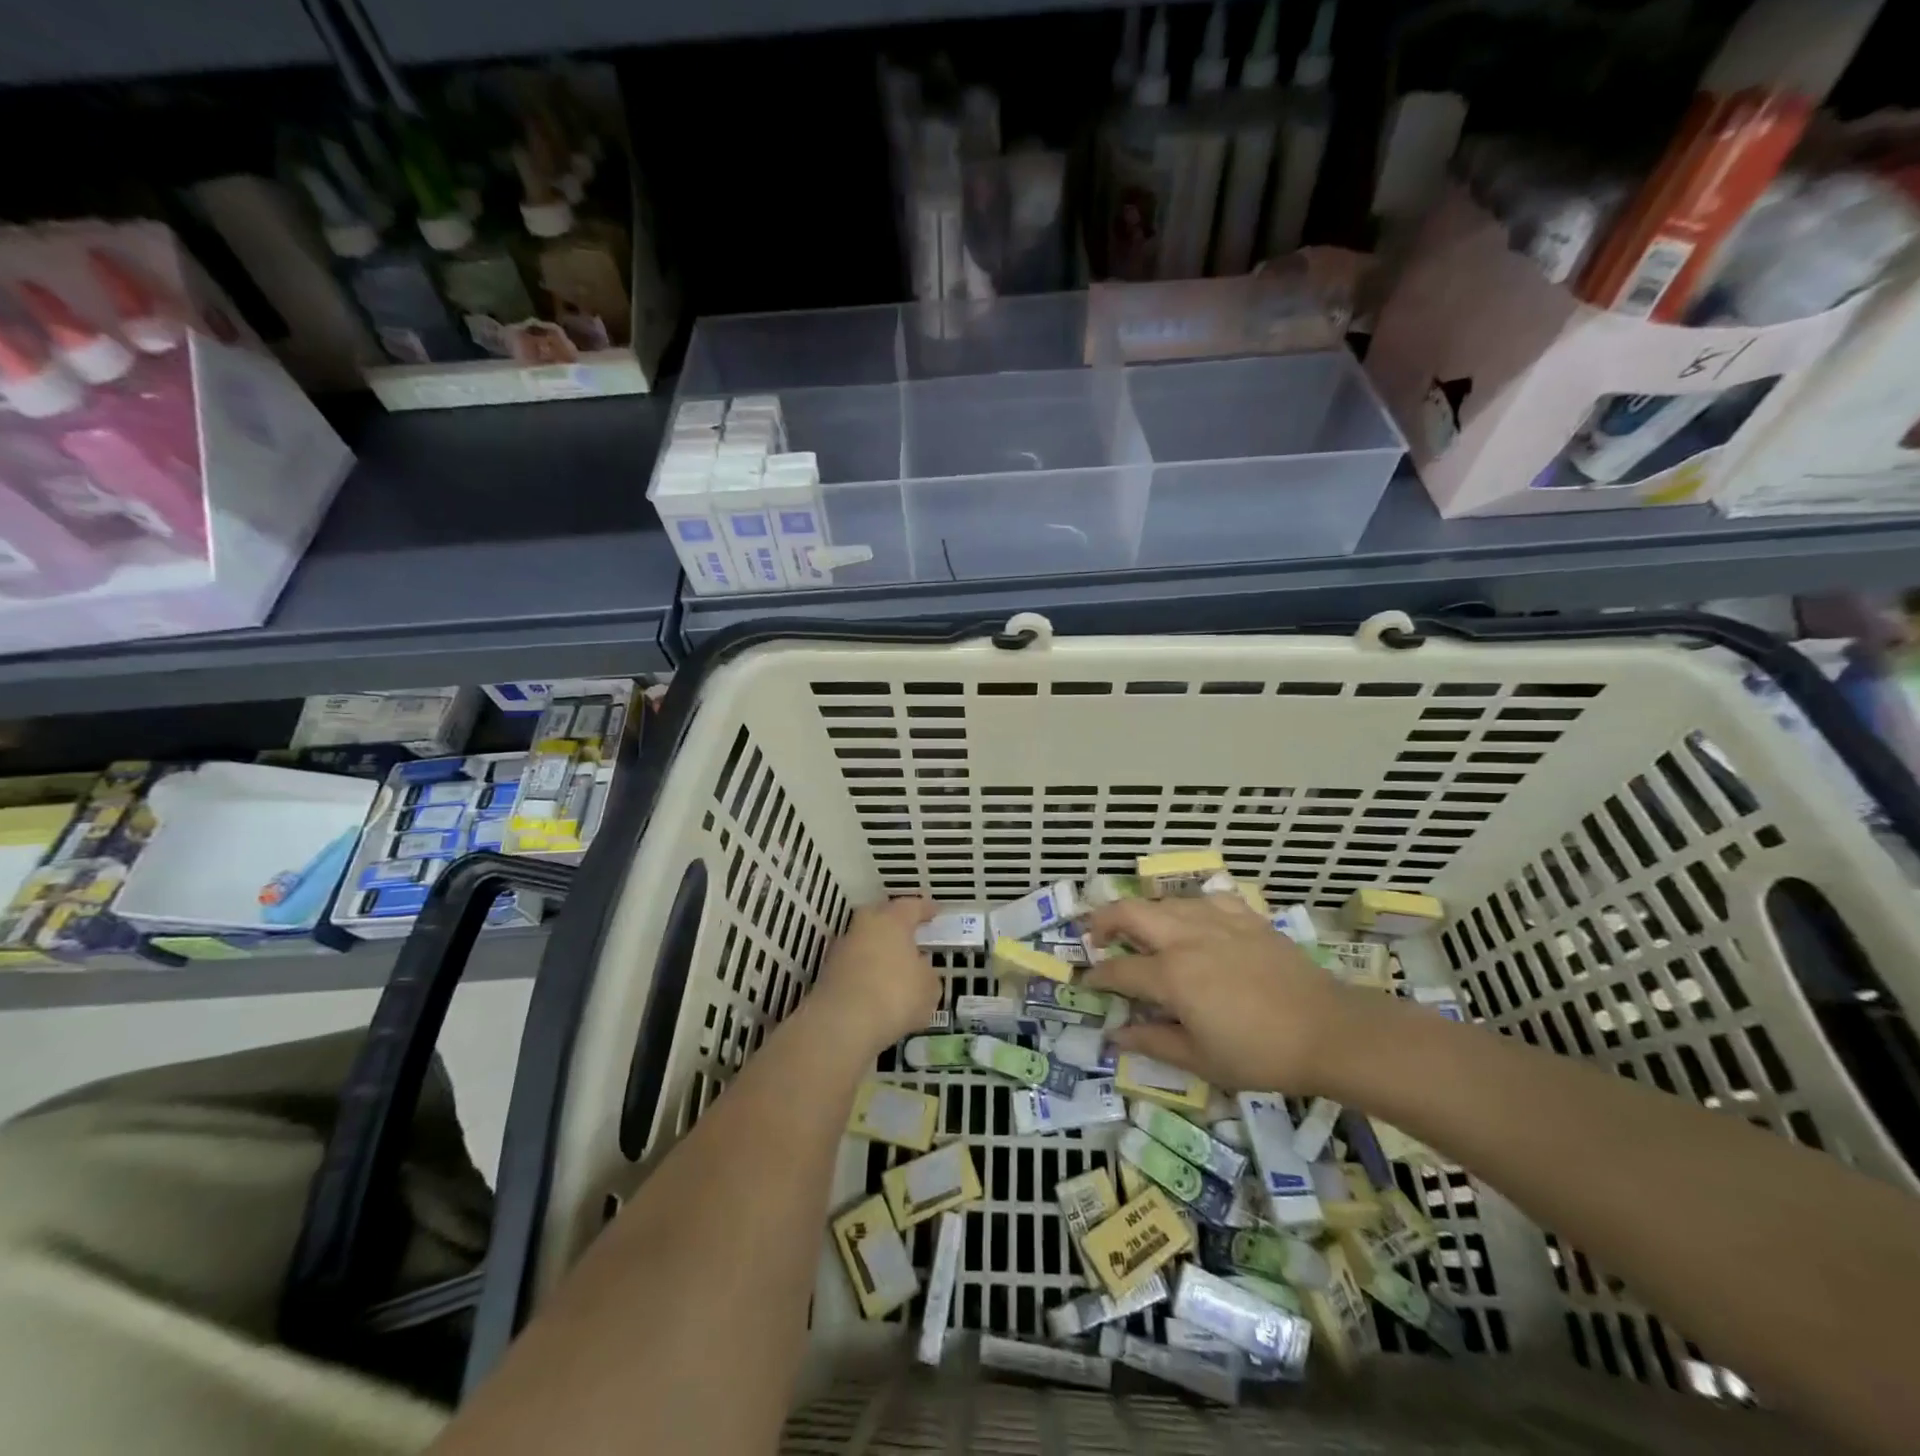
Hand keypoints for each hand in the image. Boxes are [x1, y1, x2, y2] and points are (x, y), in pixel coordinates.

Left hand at [807, 897, 941, 1056]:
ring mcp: (842, 950)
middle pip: (880, 916)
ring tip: (894, 967)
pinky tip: (877, 988)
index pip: (911, 906)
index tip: (935, 912)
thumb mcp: (928, 988)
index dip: (925, 909)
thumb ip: (927, 974)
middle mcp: (864, 927)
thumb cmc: (895, 995)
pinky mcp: (827, 974)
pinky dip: (866, 972)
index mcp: (892, 920)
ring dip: (878, 950)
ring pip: (865, 941)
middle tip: (910, 933)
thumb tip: (920, 970)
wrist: (841, 1024)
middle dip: (895, 923)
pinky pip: (854, 965)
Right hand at [1082, 895, 1377, 1094]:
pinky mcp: (1246, 918)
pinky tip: (1194, 921)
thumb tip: (1115, 1035)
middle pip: (1130, 913)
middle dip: (1103, 920)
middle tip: (1096, 937)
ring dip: (1144, 913)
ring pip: (1166, 901)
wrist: (1328, 1031)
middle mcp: (1186, 938)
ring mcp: (1217, 922)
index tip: (1086, 981)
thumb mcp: (1201, 1059)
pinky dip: (1189, 907)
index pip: (1119, 970)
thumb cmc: (1260, 1054)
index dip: (1097, 976)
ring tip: (1142, 931)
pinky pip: (1207, 899)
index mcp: (1171, 975)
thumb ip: (1153, 1042)